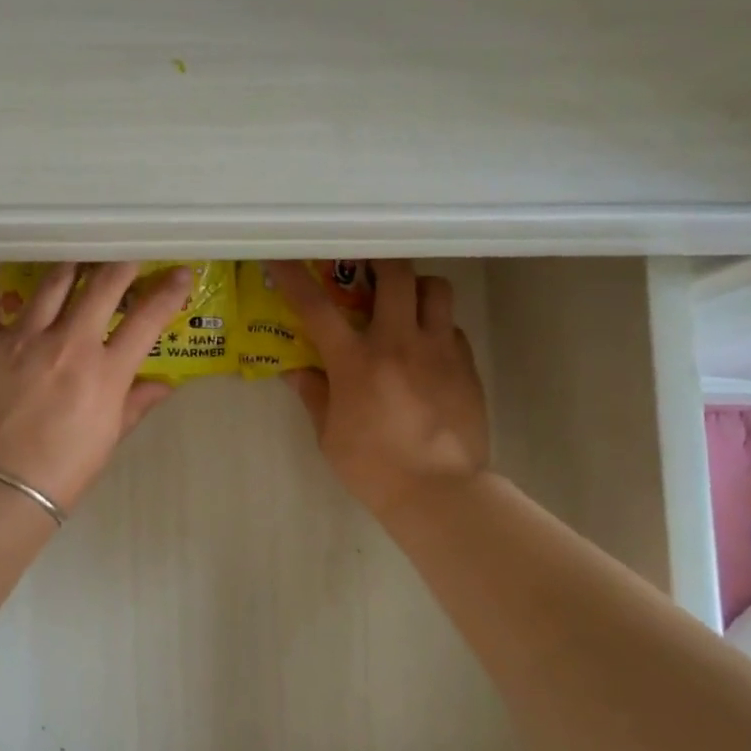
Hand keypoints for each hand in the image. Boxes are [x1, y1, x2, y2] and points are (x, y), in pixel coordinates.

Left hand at [0, 262, 191, 510]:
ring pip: (51, 283)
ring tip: (76, 260)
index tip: (180, 274)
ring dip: (70, 266)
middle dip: (121, 266)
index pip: (147, 319)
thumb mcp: (109, 438)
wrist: (0, 489)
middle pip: (103, 286)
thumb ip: (136, 403)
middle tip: (126, 259)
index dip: (169, 291)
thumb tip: (165, 385)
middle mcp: (67, 344)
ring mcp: (21, 339)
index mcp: (105, 371)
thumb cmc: (64, 470)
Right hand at [268, 259, 489, 519]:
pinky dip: (436, 326)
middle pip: (394, 273)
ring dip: (416, 287)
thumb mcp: (330, 436)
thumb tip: (295, 371)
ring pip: (435, 288)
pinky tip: (427, 348)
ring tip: (405, 303)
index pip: (317, 308)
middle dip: (378, 260)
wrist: (440, 492)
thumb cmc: (374, 468)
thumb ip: (315, 395)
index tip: (283, 257)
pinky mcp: (466, 364)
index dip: (295, 277)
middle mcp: (399, 343)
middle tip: (367, 267)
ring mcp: (439, 350)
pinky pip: (452, 326)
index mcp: (356, 362)